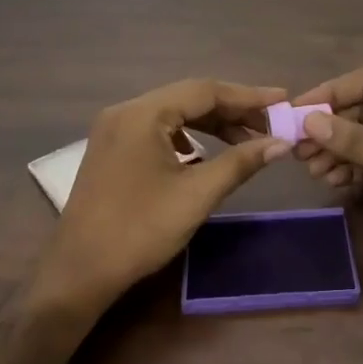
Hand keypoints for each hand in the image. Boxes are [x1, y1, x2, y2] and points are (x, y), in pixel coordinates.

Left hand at [32, 79, 291, 319]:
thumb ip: (241, 162)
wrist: (80, 272)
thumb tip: (281, 143)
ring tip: (246, 139)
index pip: (204, 91)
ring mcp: (114, 131)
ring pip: (173, 115)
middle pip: (188, 98)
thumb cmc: (140, 230)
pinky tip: (203, 155)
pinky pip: (157, 131)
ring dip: (211, 124)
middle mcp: (125, 112)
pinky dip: (187, 137)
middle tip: (270, 123)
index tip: (282, 100)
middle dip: (232, 110)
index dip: (248, 96)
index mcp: (143, 114)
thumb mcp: (197, 194)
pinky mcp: (112, 151)